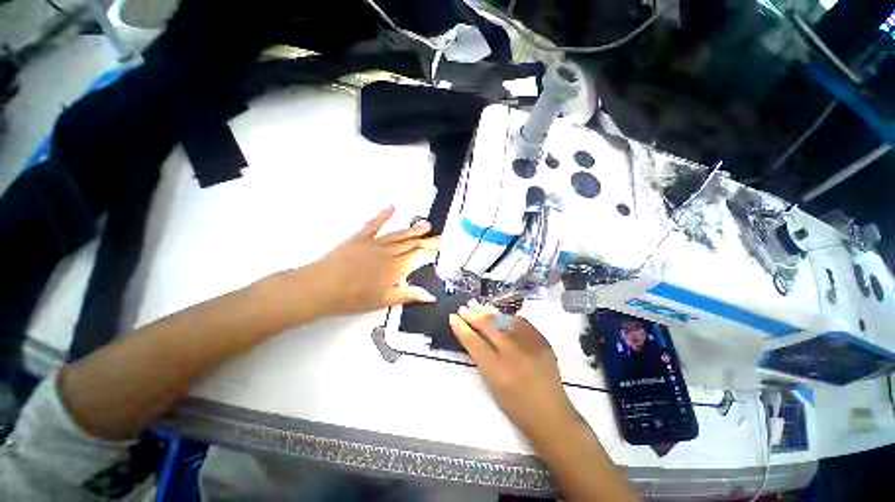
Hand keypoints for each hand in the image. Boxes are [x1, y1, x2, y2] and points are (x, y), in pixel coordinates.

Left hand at [301, 206, 439, 316]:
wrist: (322, 287)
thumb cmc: (353, 297)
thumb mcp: (384, 300)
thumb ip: (409, 295)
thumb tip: (430, 295)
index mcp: (395, 268)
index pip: (418, 257)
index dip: (430, 253)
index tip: (438, 249)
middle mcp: (388, 252)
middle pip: (411, 244)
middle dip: (426, 241)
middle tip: (438, 237)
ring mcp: (374, 243)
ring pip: (398, 234)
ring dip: (413, 230)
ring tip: (425, 225)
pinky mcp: (360, 238)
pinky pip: (374, 224)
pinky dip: (383, 215)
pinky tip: (391, 207)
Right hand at [449, 302, 578, 436]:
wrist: (551, 414)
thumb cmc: (515, 406)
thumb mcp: (491, 384)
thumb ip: (480, 357)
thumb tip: (471, 334)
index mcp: (497, 370)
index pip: (474, 341)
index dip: (461, 327)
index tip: (453, 317)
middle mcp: (513, 353)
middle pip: (488, 325)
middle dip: (473, 314)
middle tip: (463, 308)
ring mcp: (530, 344)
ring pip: (504, 319)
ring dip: (488, 312)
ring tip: (478, 306)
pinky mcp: (542, 340)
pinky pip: (520, 322)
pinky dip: (507, 317)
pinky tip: (499, 315)